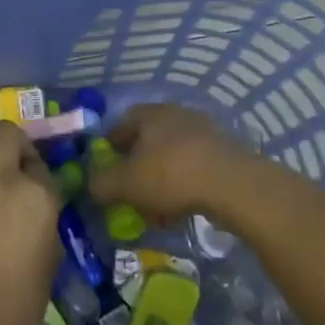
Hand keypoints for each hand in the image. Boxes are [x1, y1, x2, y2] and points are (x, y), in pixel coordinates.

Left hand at [0, 121, 62, 324]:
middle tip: (5, 161)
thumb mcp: (51, 252)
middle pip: (6, 132)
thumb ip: (43, 216)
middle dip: (8, 141)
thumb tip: (32, 202)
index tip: (29, 181)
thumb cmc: (22, 297)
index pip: (39, 161)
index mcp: (40, 195)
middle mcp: (5, 177)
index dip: (34, 167)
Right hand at [89, 103, 273, 224]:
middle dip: (136, 168)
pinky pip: (193, 169)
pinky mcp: (224, 154)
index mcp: (150, 114)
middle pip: (147, 142)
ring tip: (154, 209)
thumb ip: (101, 184)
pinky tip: (179, 210)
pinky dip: (182, 187)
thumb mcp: (125, 183)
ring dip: (159, 181)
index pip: (120, 125)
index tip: (105, 171)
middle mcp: (176, 116)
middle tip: (129, 192)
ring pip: (170, 158)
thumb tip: (90, 185)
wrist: (234, 186)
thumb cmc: (171, 175)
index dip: (109, 148)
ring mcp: (203, 133)